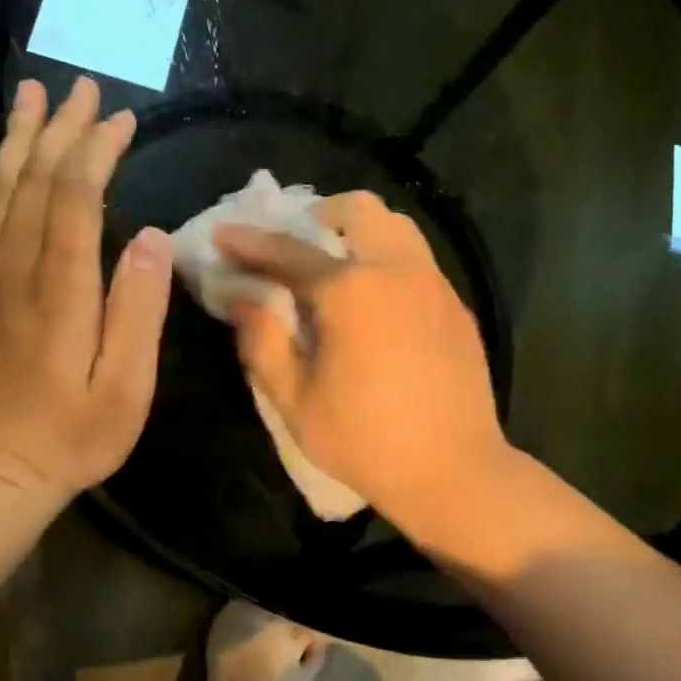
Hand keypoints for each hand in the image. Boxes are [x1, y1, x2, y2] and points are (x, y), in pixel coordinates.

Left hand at [0, 76, 173, 498]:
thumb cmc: (73, 437)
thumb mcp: (127, 388)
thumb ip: (138, 311)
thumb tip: (148, 237)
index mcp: (60, 292)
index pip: (75, 198)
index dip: (98, 151)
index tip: (122, 121)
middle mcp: (10, 272)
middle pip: (36, 182)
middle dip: (63, 130)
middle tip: (85, 89)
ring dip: (16, 139)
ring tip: (32, 95)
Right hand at [216, 192, 510, 538]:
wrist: (454, 471)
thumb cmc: (364, 439)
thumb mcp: (294, 398)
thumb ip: (262, 339)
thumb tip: (242, 297)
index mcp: (351, 290)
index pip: (288, 250)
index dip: (249, 242)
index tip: (223, 235)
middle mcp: (397, 270)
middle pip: (359, 210)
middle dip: (319, 214)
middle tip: (297, 244)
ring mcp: (435, 285)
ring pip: (398, 227)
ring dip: (361, 232)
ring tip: (339, 266)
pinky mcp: (457, 307)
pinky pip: (418, 261)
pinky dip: (389, 261)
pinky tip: (378, 304)